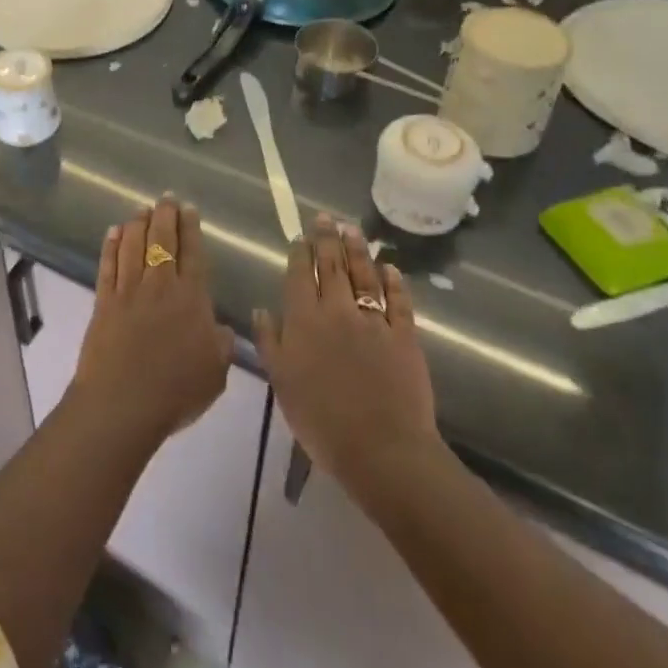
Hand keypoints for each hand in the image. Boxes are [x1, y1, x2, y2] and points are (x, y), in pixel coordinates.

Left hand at [72, 197, 234, 447]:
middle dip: (165, 216)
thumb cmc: (175, 391)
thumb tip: (222, 328)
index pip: (193, 254)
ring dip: (138, 224)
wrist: (122, 402)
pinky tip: (114, 232)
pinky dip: (111, 245)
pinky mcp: (104, 300)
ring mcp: (128, 290)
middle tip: (166, 198)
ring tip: (141, 209)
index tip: (188, 209)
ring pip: (133, 246)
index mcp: (191, 299)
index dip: (191, 229)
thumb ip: (222, 346)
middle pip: (162, 241)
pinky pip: (108, 264)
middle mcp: (159, 286)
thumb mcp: (215, 374)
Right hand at [253, 215, 442, 487]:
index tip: (300, 235)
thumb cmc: (321, 420)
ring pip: (364, 275)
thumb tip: (262, 309)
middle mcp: (337, 310)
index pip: (300, 274)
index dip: (300, 252)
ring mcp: (373, 320)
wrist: (381, 449)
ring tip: (353, 230)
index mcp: (304, 319)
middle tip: (327, 218)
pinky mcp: (404, 336)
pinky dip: (394, 282)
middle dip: (327, 239)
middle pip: (332, 266)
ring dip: (358, 250)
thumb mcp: (282, 382)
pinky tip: (390, 269)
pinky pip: (398, 302)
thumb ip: (269, 341)